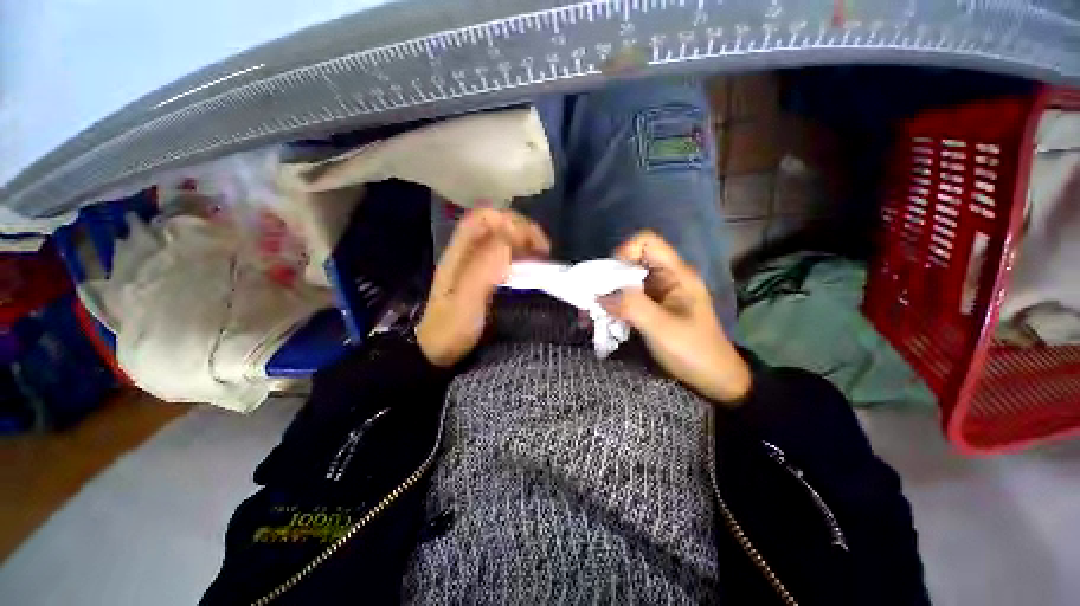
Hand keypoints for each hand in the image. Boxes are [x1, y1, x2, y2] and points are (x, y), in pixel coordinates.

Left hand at [417, 208, 549, 366]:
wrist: (436, 353)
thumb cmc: (451, 329)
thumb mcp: (466, 300)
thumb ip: (483, 269)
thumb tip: (508, 240)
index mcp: (459, 253)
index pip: (484, 218)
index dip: (511, 224)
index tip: (533, 246)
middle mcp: (466, 252)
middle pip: (495, 223)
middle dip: (522, 230)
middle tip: (543, 251)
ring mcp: (473, 264)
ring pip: (500, 238)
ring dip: (523, 242)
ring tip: (541, 259)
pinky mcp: (481, 276)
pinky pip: (503, 255)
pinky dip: (520, 256)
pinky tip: (530, 270)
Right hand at [600, 231, 750, 405]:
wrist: (713, 379)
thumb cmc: (694, 351)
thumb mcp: (662, 328)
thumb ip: (632, 306)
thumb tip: (600, 295)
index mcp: (675, 274)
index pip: (646, 242)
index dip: (624, 251)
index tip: (609, 277)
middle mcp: (664, 278)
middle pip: (630, 262)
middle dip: (607, 278)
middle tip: (591, 300)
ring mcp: (656, 294)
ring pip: (624, 282)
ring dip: (605, 295)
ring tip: (589, 314)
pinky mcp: (649, 309)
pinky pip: (625, 299)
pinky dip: (611, 307)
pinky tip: (600, 321)